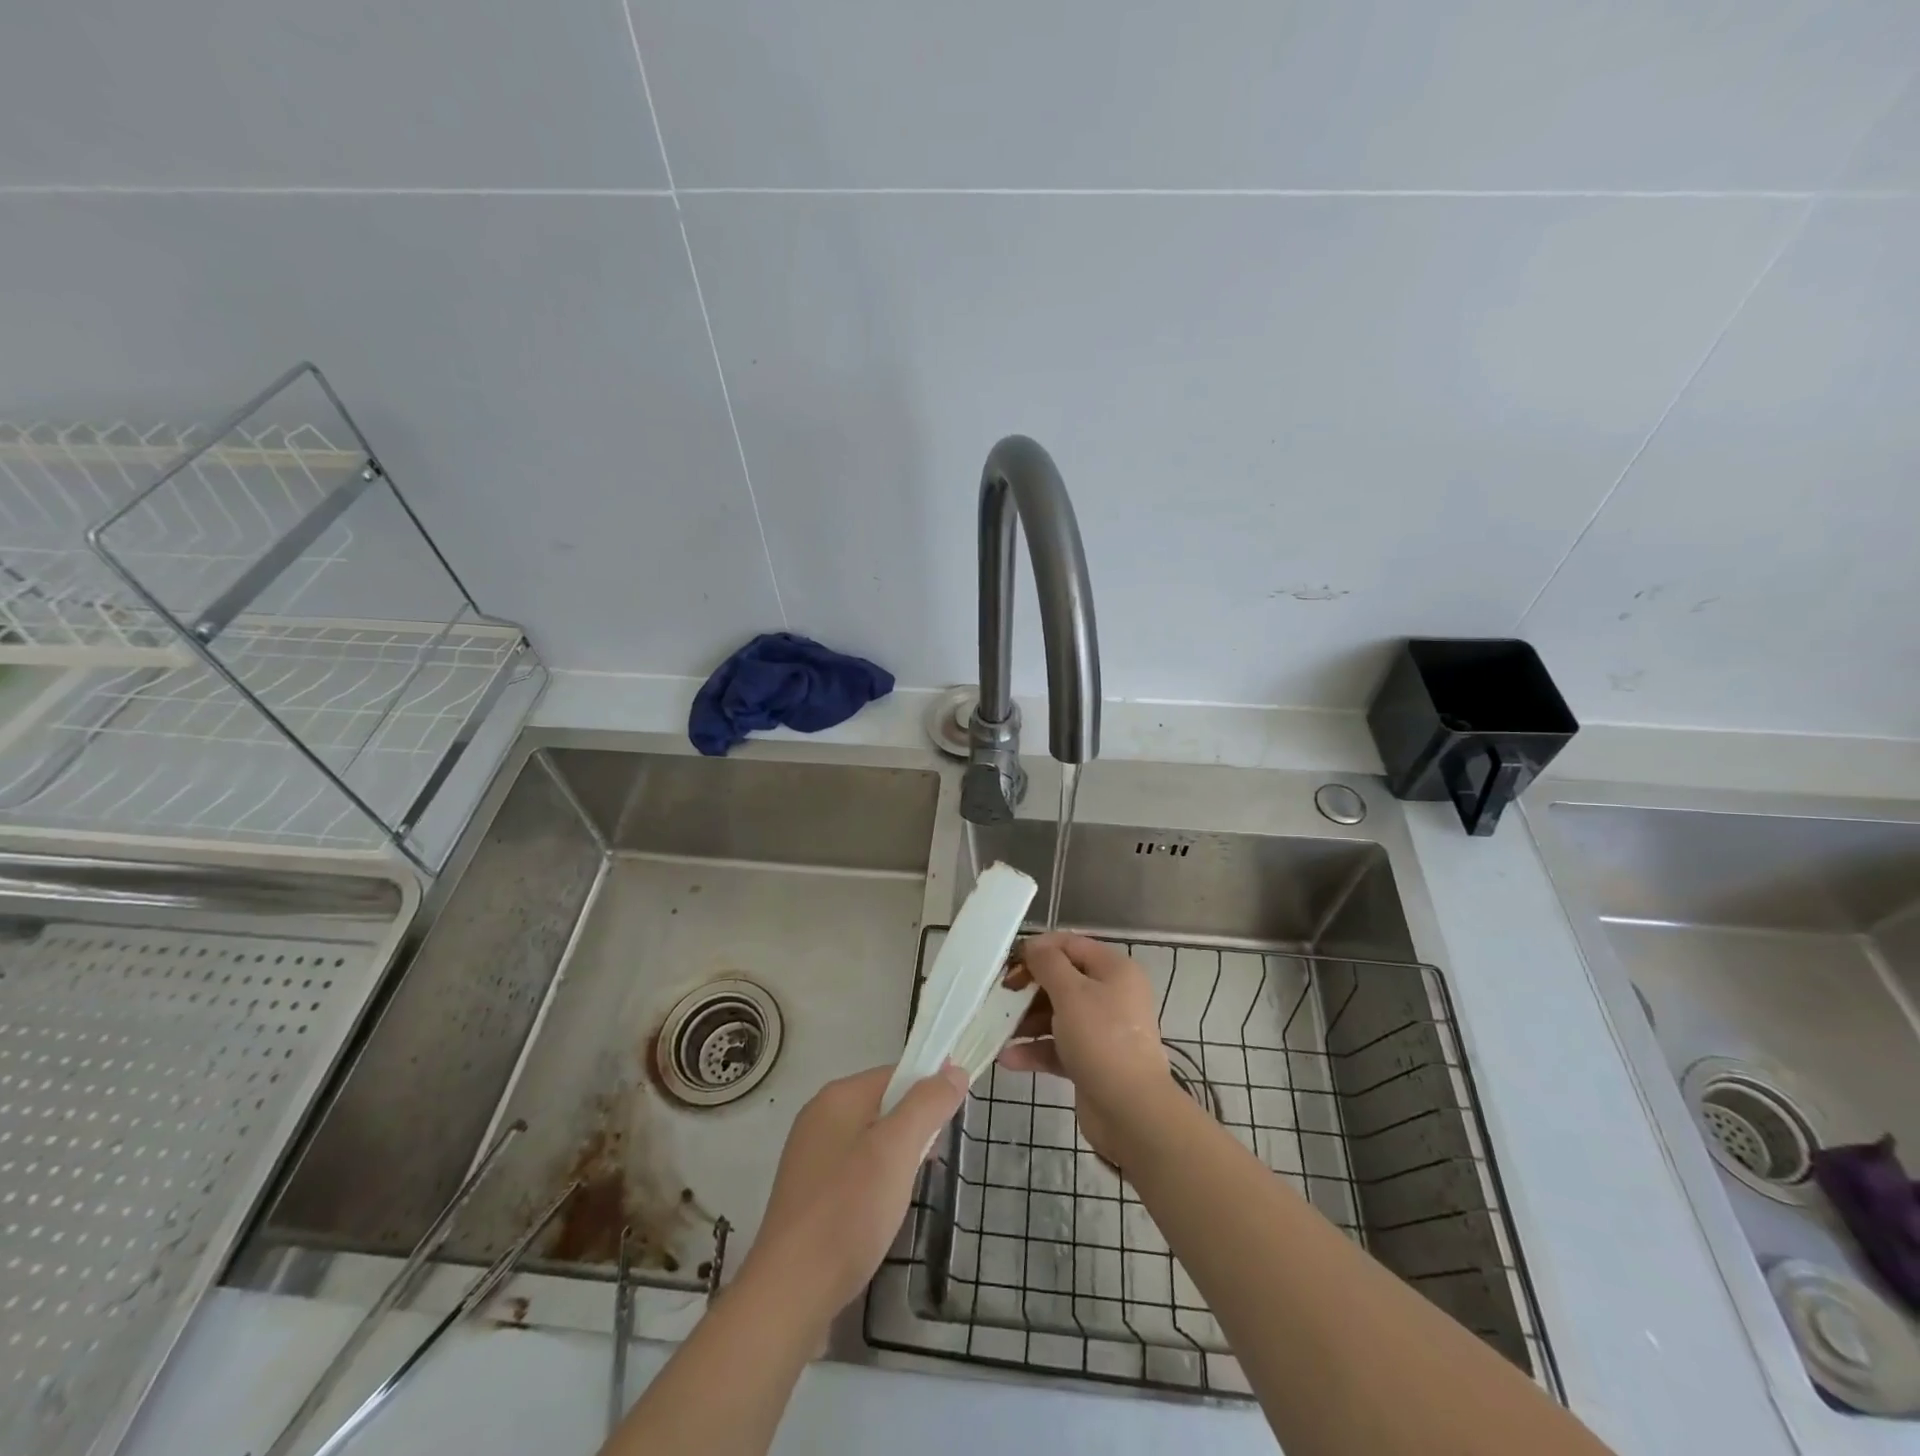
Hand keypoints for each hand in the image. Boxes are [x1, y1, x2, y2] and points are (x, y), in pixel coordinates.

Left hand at [739, 1063, 966, 1326]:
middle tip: (932, 1163)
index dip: (929, 1089)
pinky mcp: (809, 1195)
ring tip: (909, 1192)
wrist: (789, 1295)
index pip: (895, 1073)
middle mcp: (820, 1118)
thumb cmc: (848, 1211)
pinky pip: (856, 1170)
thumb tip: (954, 1070)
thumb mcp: (896, 1150)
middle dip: (914, 1129)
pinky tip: (882, 1214)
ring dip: (898, 1159)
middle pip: (884, 1105)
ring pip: (872, 1141)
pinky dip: (877, 1183)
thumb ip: (927, 1105)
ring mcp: (811, 1158)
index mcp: (837, 1098)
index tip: (953, 1119)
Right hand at [999, 933, 1175, 1162]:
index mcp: (1114, 970)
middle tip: (1000, 995)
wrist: (1131, 1111)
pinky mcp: (1091, 1060)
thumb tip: (1033, 946)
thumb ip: (1048, 964)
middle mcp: (1111, 995)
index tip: (1009, 963)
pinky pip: (1058, 1046)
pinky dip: (1035, 1049)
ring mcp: (1102, 1030)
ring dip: (1027, 1021)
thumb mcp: (1071, 993)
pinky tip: (1008, 1058)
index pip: (1071, 945)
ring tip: (998, 1028)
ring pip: (1057, 1014)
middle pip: (1062, 980)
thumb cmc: (1101, 1039)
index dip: (1039, 949)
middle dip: (1029, 988)